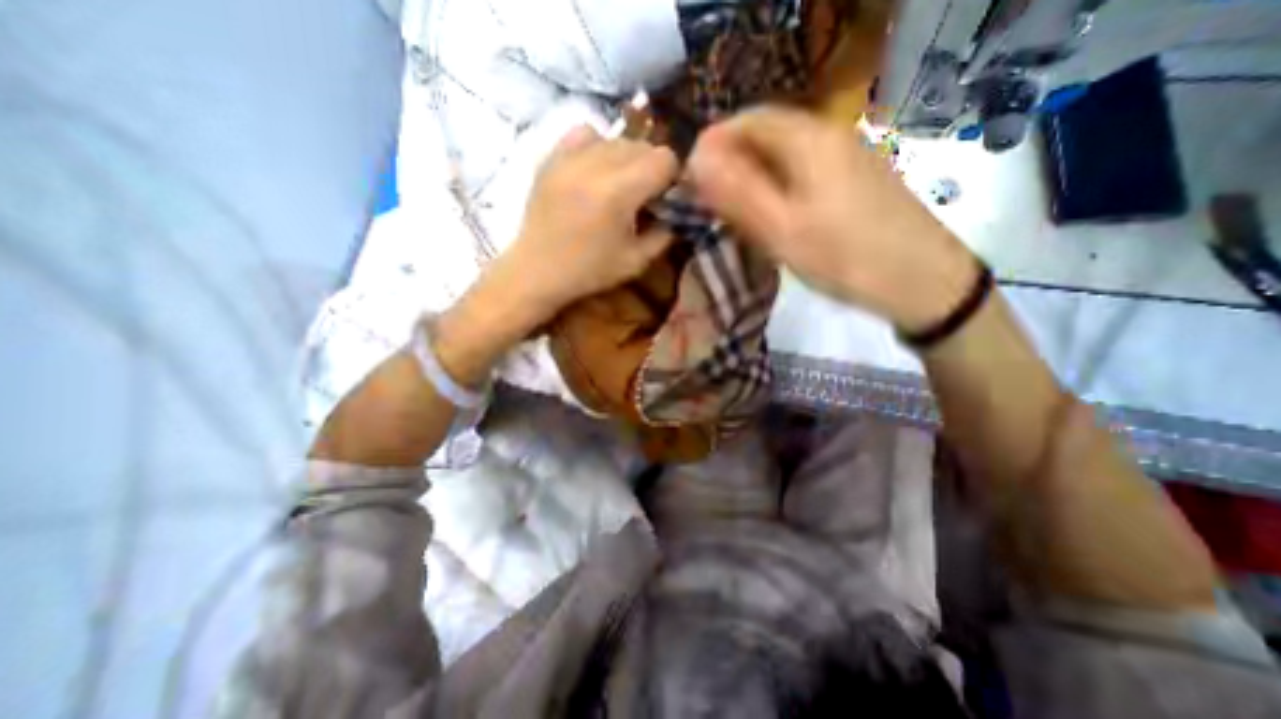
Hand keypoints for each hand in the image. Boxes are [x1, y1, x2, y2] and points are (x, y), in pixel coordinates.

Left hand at [489, 122, 678, 324]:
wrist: (537, 271)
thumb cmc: (589, 271)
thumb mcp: (636, 261)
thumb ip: (664, 233)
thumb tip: (676, 212)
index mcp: (619, 193)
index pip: (664, 158)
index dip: (672, 177)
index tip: (665, 197)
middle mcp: (595, 165)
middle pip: (642, 145)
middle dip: (651, 168)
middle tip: (644, 195)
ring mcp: (569, 157)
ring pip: (615, 138)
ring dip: (626, 158)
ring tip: (618, 185)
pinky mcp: (552, 157)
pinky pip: (584, 133)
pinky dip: (597, 146)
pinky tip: (595, 170)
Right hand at [686, 105, 977, 331]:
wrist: (922, 281)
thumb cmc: (845, 258)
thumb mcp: (782, 231)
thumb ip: (737, 193)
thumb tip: (696, 159)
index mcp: (808, 139)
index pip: (745, 122)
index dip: (711, 147)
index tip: (692, 183)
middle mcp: (828, 135)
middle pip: (765, 135)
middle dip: (730, 163)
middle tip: (710, 203)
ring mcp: (846, 156)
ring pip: (783, 154)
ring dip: (752, 176)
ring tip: (735, 213)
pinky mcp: (854, 179)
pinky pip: (803, 171)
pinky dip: (777, 186)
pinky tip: (773, 215)